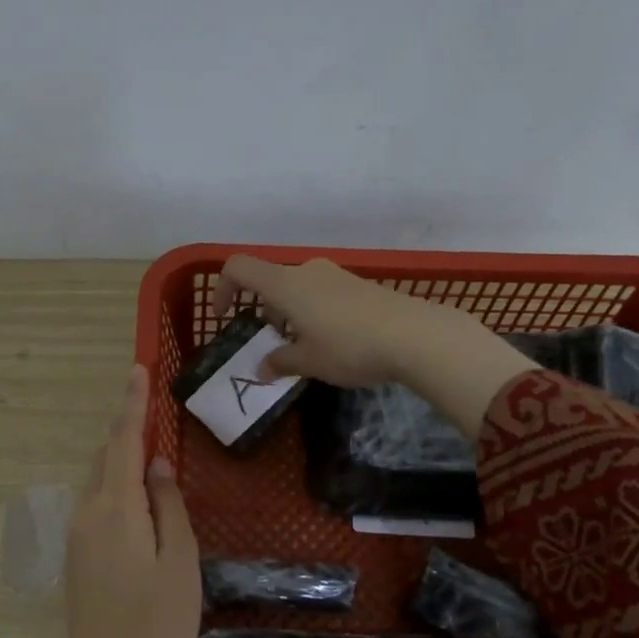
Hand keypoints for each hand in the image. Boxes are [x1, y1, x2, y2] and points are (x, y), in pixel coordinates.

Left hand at [34, 365, 200, 637]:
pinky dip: (116, 488)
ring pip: (99, 481)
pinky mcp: (76, 555)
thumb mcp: (180, 560)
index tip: (138, 370)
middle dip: (127, 431)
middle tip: (154, 412)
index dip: (132, 405)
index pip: (123, 442)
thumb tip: (158, 464)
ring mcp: (77, 535)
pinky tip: (138, 501)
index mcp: (116, 509)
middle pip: (106, 458)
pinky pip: (96, 504)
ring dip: (121, 461)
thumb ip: (168, 506)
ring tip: (151, 455)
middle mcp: (87, 513)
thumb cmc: (157, 621)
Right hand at [215, 255, 535, 438]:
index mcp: (285, 285)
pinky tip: (334, 342)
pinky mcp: (358, 285)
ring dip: (290, 315)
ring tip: (305, 349)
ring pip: (297, 289)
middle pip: (270, 282)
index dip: (222, 288)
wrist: (416, 336)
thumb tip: (261, 369)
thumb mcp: (309, 362)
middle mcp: (307, 271)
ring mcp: (335, 275)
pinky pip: (322, 294)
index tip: (225, 317)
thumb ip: (280, 362)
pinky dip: (313, 313)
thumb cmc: (350, 347)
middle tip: (274, 345)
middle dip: (264, 312)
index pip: (239, 268)